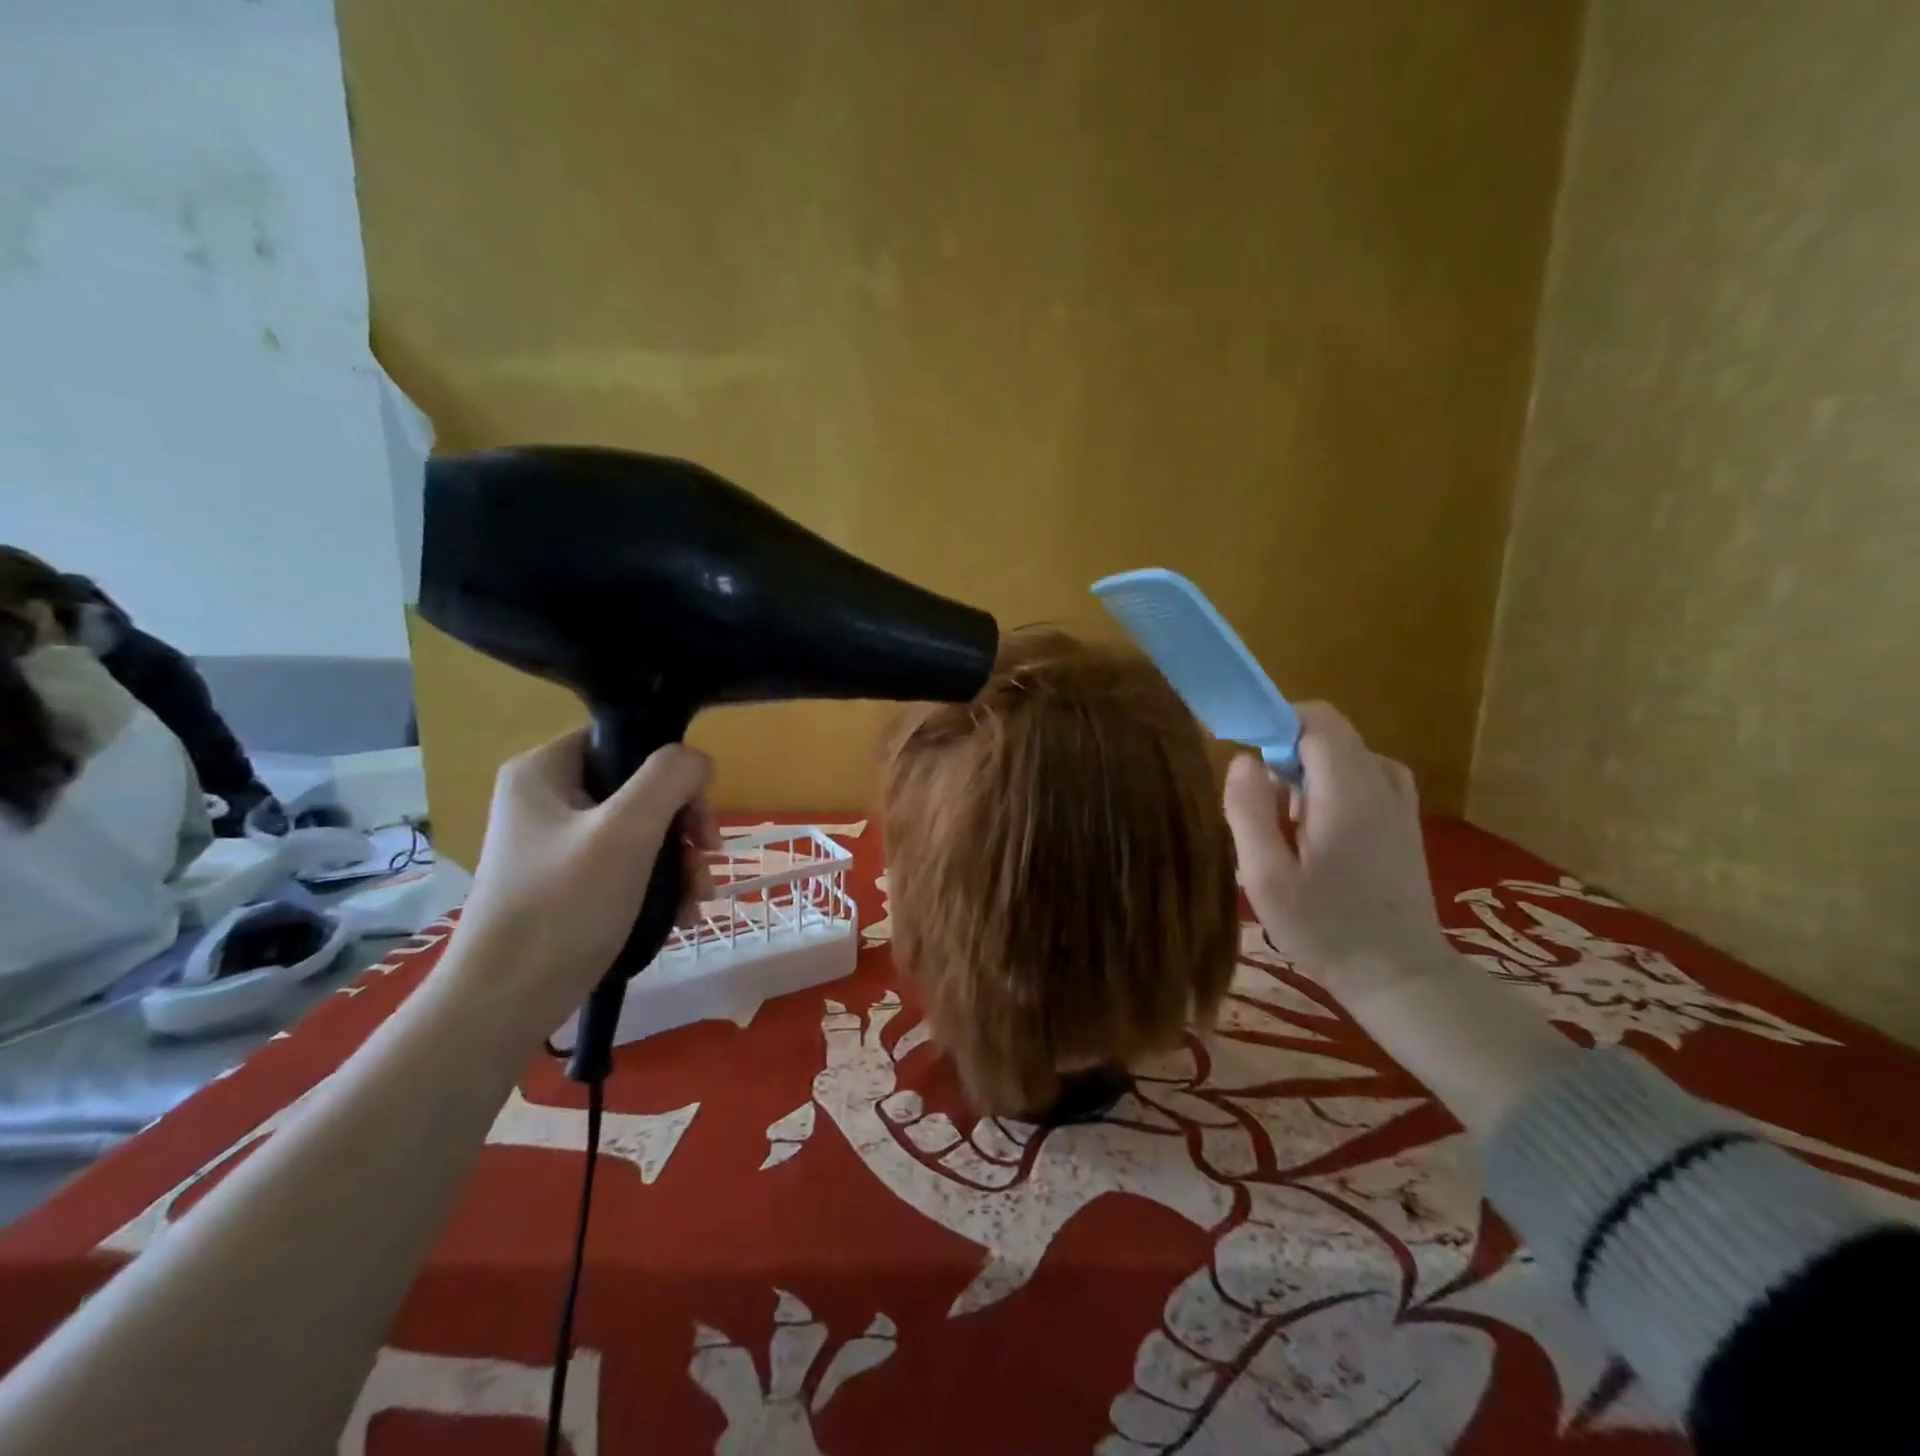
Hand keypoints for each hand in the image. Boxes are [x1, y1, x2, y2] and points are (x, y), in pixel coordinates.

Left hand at [452, 730, 720, 1025]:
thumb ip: (670, 778)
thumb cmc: (564, 906)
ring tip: (697, 899)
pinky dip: (659, 885)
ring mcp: (556, 843)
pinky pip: (627, 865)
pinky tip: (680, 915)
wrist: (505, 1002)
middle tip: (707, 858)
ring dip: (680, 861)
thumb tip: (698, 762)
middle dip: (684, 827)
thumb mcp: (628, 831)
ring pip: (641, 831)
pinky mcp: (566, 883)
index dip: (671, 771)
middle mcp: (546, 799)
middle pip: (640, 789)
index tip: (697, 815)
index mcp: (544, 770)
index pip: (624, 741)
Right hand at [1223, 702, 1452, 1003]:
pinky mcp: (1404, 821)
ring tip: (1289, 827)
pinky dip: (1332, 788)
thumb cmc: (1325, 928)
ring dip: (1308, 775)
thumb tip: (1244, 759)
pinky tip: (1319, 834)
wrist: (1400, 977)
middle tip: (1265, 811)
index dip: (1276, 723)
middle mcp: (1381, 783)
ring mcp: (1399, 802)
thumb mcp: (1266, 876)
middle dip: (1287, 756)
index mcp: (1348, 790)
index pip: (1316, 718)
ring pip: (1344, 756)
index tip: (1248, 758)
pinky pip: (1362, 778)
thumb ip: (1249, 810)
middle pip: (1329, 735)